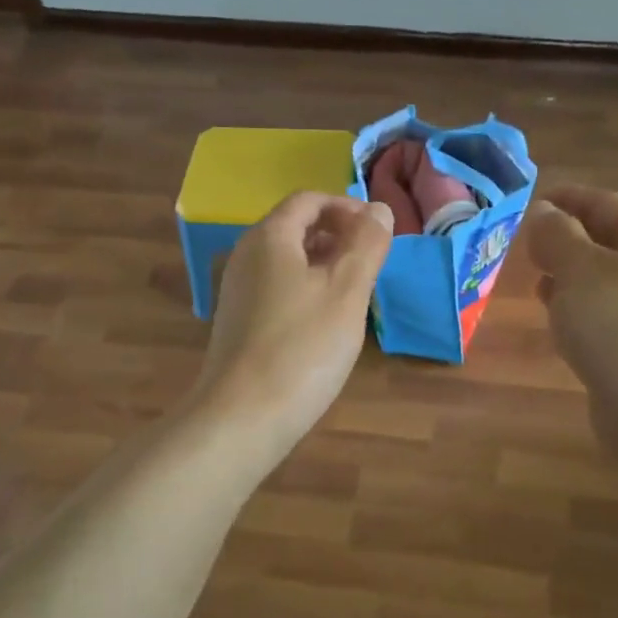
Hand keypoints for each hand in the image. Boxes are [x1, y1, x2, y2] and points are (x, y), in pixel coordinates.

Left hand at [189, 191, 392, 455]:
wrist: (243, 416)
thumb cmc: (303, 347)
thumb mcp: (346, 291)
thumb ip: (366, 244)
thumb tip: (378, 208)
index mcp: (270, 237)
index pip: (309, 200)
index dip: (347, 207)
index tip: (379, 233)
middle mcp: (247, 256)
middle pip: (296, 228)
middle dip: (338, 236)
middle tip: (373, 263)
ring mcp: (238, 291)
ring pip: (288, 262)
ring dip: (325, 265)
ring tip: (357, 292)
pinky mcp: (239, 323)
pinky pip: (278, 289)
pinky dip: (307, 290)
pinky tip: (327, 323)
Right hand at [526, 184, 617, 443]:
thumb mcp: (579, 268)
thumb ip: (556, 236)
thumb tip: (543, 214)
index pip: (605, 204)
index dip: (569, 198)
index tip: (533, 201)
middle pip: (605, 243)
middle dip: (565, 240)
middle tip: (524, 244)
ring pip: (600, 283)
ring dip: (568, 277)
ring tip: (533, 279)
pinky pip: (600, 317)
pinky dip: (575, 311)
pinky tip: (554, 322)